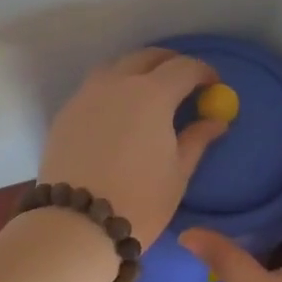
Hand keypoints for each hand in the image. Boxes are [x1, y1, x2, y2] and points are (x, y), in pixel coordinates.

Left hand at [38, 48, 229, 241]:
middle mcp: (116, 83)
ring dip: (137, 71)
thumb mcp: (178, 172)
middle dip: (169, 63)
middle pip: (146, 57)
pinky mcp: (65, 113)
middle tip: (183, 82)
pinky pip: (93, 89)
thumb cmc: (139, 201)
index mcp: (152, 94)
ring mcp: (86, 95)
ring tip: (148, 94)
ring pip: (115, 67)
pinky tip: (117, 115)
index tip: (213, 84)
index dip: (203, 72)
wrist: (76, 224)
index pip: (184, 67)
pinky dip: (112, 90)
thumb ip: (197, 139)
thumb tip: (216, 121)